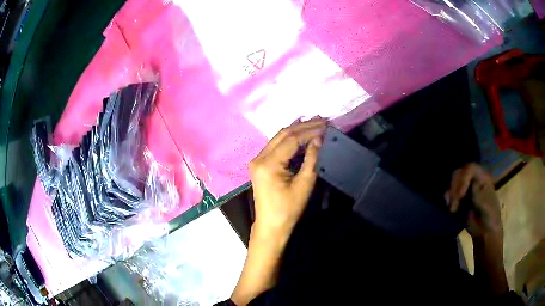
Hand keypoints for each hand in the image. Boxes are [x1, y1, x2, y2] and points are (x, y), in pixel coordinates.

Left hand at [249, 118, 325, 236]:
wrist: (271, 225)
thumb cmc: (288, 209)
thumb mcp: (304, 185)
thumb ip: (311, 159)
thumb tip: (319, 139)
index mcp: (268, 164)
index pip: (291, 139)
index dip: (309, 131)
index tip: (325, 125)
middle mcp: (259, 158)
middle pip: (282, 134)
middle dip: (303, 126)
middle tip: (321, 120)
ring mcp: (257, 160)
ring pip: (278, 138)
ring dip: (296, 130)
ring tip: (314, 124)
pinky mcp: (259, 164)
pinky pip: (275, 146)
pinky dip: (289, 139)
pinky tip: (301, 135)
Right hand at [446, 163, 501, 238]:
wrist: (484, 232)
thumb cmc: (489, 219)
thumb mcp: (486, 207)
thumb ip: (479, 195)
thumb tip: (472, 186)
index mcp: (483, 178)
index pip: (470, 169)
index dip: (463, 179)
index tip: (460, 196)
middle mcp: (474, 179)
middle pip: (460, 172)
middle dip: (455, 187)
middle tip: (454, 204)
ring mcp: (467, 187)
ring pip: (454, 181)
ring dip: (450, 194)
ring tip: (452, 209)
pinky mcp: (460, 197)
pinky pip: (451, 191)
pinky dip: (448, 198)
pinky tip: (450, 208)